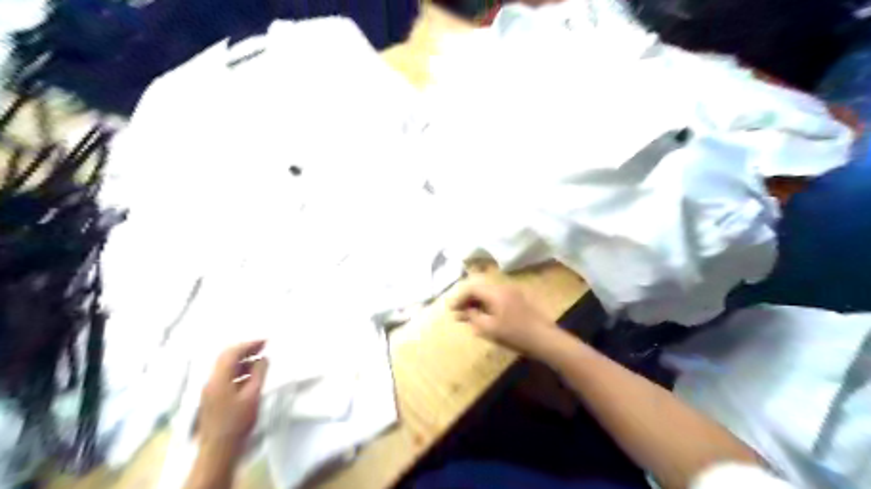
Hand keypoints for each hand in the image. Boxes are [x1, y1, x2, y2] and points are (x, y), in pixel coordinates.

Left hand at [199, 341, 268, 453]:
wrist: (219, 449)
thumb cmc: (238, 421)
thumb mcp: (253, 395)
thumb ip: (259, 373)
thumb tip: (263, 358)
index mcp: (219, 378)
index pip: (232, 352)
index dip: (250, 344)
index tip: (266, 341)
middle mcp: (211, 380)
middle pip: (225, 357)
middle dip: (245, 349)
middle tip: (263, 347)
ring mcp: (210, 389)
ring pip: (225, 367)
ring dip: (242, 360)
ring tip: (260, 359)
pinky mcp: (212, 397)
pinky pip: (225, 376)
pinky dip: (238, 370)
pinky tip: (250, 375)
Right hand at [449, 280, 563, 359]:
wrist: (545, 339)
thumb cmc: (515, 334)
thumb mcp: (489, 328)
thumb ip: (473, 317)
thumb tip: (464, 311)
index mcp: (496, 292)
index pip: (472, 287)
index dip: (459, 298)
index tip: (450, 310)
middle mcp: (504, 287)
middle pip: (480, 289)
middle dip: (467, 300)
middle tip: (457, 314)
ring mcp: (513, 293)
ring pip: (488, 294)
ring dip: (476, 303)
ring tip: (467, 317)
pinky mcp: (518, 301)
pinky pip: (497, 299)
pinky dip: (487, 306)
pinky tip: (483, 318)